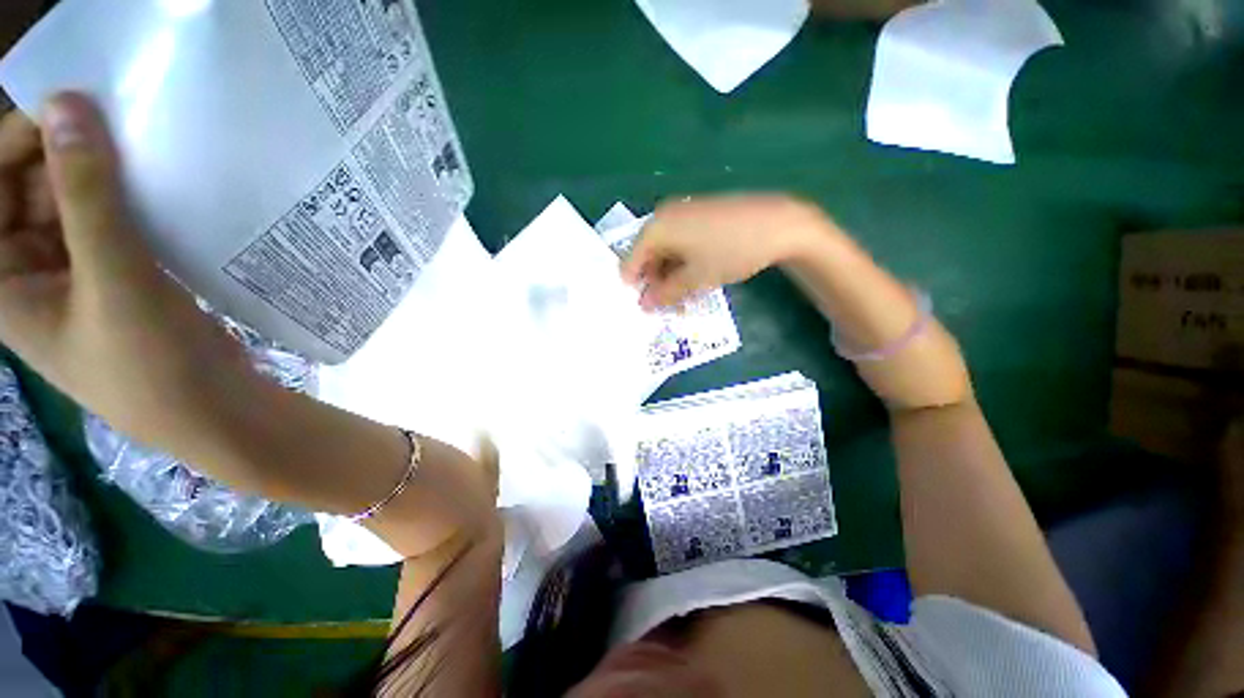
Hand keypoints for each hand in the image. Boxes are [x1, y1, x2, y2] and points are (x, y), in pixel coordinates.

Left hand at [0, 93, 256, 454]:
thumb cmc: (152, 365)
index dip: (23, 140)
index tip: (78, 107)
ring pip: (74, 203)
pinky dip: (129, 203)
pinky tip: (160, 193)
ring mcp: (73, 274)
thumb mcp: (115, 281)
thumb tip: (67, 103)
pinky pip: (109, 223)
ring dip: (106, 177)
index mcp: (1, 281)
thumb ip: (86, 196)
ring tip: (149, 157)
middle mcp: (26, 271)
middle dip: (70, 154)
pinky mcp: (114, 278)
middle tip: (124, 127)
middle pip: (31, 188)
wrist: (214, 410)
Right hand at [620, 194, 833, 309]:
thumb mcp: (695, 279)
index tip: (648, 307)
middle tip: (670, 306)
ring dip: (670, 277)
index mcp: (656, 228)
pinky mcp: (699, 215)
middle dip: (655, 283)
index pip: (630, 262)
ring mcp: (682, 213)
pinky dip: (682, 264)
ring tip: (686, 298)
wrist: (778, 224)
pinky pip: (680, 243)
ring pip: (665, 252)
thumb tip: (644, 305)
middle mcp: (664, 216)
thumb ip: (664, 294)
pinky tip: (696, 278)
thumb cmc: (730, 251)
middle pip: (647, 256)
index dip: (636, 287)